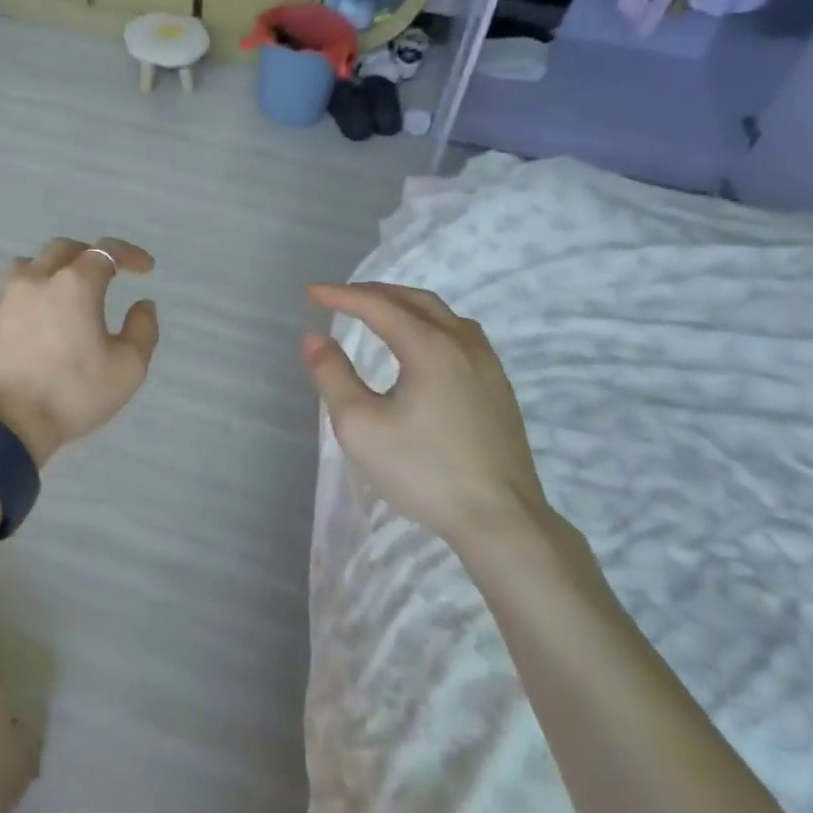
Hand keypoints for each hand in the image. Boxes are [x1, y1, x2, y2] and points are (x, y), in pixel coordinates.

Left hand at [0, 237, 160, 464]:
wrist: (1, 427)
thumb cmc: (71, 396)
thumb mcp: (128, 369)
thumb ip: (143, 330)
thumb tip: (142, 304)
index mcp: (74, 285)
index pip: (107, 252)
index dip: (129, 254)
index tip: (145, 269)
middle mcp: (34, 279)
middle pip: (62, 249)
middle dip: (87, 255)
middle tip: (101, 275)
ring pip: (24, 267)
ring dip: (46, 272)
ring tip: (56, 293)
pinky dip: (16, 300)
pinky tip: (20, 320)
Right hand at [303, 283, 552, 555]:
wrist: (501, 519)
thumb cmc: (424, 471)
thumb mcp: (360, 426)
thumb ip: (333, 376)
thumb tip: (314, 338)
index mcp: (430, 347)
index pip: (378, 306)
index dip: (341, 296)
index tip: (311, 293)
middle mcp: (464, 344)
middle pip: (414, 300)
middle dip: (374, 293)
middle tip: (340, 297)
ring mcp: (488, 364)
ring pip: (442, 314)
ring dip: (404, 305)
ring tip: (377, 312)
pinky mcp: (498, 387)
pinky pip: (459, 334)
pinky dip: (428, 323)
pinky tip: (420, 345)